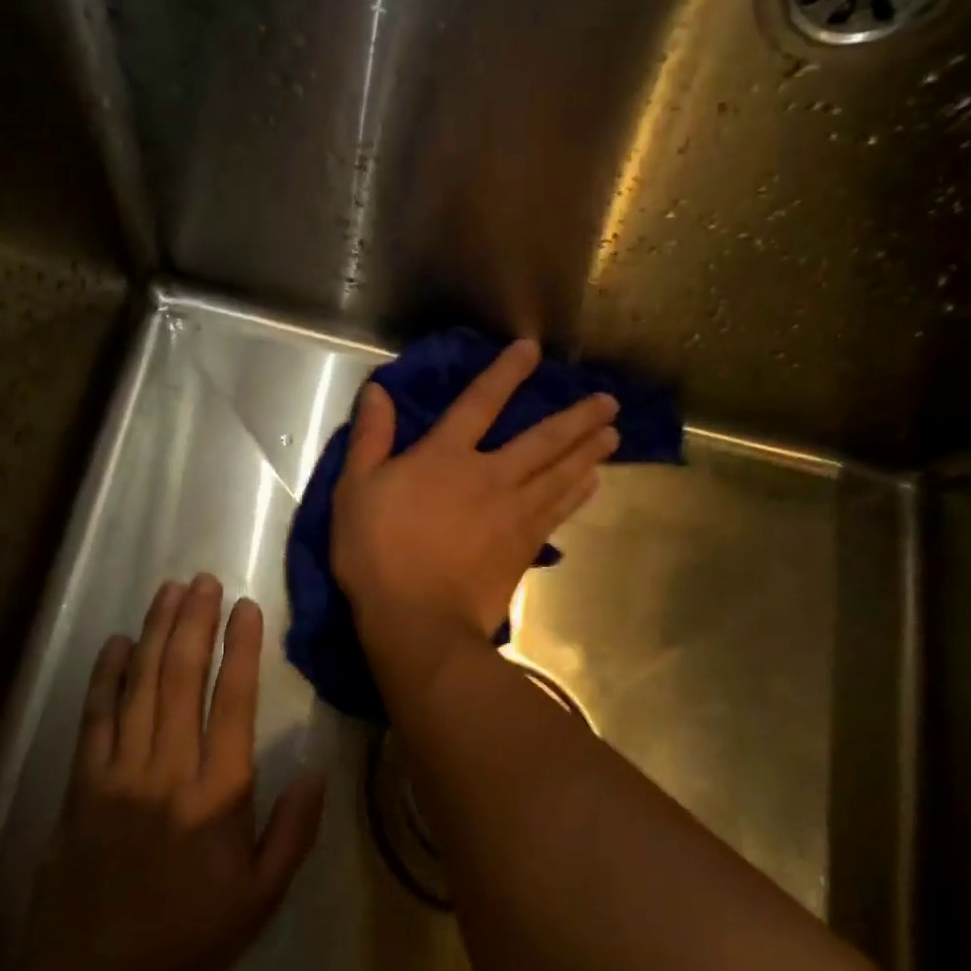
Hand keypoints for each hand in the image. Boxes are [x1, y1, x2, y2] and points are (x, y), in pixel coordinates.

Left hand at [23, 576, 325, 970]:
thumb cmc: (188, 934)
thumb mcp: (261, 897)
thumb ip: (293, 831)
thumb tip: (317, 769)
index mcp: (218, 794)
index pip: (233, 702)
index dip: (241, 648)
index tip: (245, 607)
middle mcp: (168, 770)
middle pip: (182, 679)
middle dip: (194, 623)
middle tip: (203, 581)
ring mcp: (118, 773)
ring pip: (140, 686)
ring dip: (156, 634)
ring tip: (169, 592)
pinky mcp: (81, 785)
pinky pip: (95, 718)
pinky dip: (106, 676)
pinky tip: (117, 642)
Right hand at [331, 339, 619, 641]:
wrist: (418, 620)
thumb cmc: (378, 554)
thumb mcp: (356, 490)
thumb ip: (371, 438)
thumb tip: (379, 390)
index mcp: (445, 457)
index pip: (479, 402)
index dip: (505, 373)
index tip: (532, 350)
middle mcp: (489, 476)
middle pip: (542, 440)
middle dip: (576, 418)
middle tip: (608, 403)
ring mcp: (513, 512)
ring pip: (560, 474)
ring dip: (588, 452)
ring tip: (614, 435)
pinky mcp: (525, 546)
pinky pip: (559, 511)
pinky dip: (579, 493)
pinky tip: (594, 483)